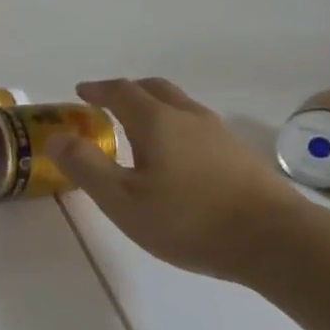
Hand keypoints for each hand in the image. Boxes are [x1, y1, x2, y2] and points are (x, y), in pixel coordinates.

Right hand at [49, 78, 301, 284]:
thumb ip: (86, 166)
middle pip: (155, 89)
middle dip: (128, 92)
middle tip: (108, 105)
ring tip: (140, 132)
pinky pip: (198, 127)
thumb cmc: (188, 220)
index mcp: (157, 121)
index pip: (121, 91)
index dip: (97, 89)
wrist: (274, 240)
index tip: (81, 92)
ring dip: (155, 108)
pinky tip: (178, 158)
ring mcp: (220, 133)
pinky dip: (177, 128)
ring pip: (180, 106)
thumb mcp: (123, 200)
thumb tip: (55, 137)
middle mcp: (189, 116)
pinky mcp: (240, 155)